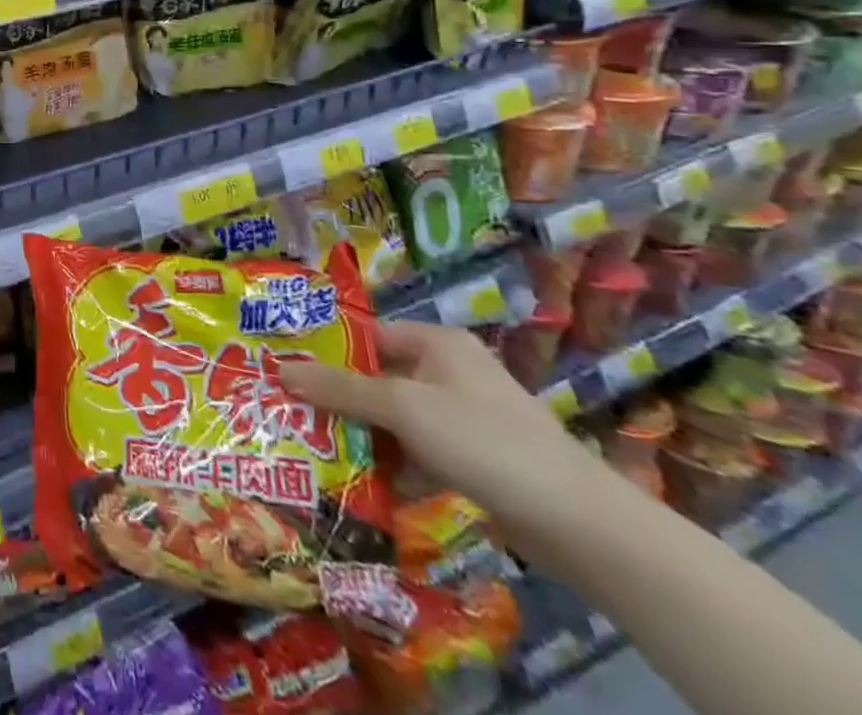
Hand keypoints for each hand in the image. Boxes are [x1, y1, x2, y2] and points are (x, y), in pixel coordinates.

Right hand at [278, 321, 605, 548]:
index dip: (325, 351)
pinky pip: (417, 447)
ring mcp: (464, 415)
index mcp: (436, 342)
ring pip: (395, 416)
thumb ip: (340, 388)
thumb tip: (280, 369)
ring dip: (363, 432)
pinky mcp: (475, 456)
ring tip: (317, 446)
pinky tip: (363, 478)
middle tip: (293, 411)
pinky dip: (393, 459)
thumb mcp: (403, 408)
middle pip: (378, 377)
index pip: (365, 336)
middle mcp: (449, 370)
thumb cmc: (484, 442)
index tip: (285, 370)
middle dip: (339, 396)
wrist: (581, 525)